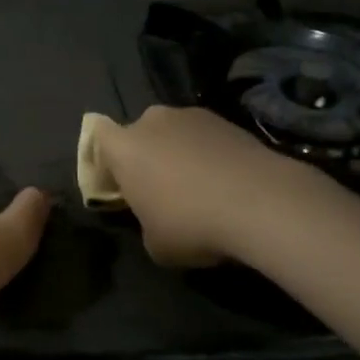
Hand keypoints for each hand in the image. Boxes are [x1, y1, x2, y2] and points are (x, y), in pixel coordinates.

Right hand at [95, 106, 298, 266]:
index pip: (97, 136)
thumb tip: (156, 217)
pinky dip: (208, 155)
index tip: (118, 185)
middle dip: (145, 156)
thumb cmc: (191, 224)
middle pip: (139, 134)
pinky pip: (205, 139)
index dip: (105, 160)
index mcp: (124, 147)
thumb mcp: (154, 243)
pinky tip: (225, 183)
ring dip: (178, 154)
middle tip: (158, 189)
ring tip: (198, 188)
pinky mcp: (228, 120)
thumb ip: (144, 222)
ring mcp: (192, 116)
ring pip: (174, 134)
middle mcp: (153, 121)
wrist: (261, 202)